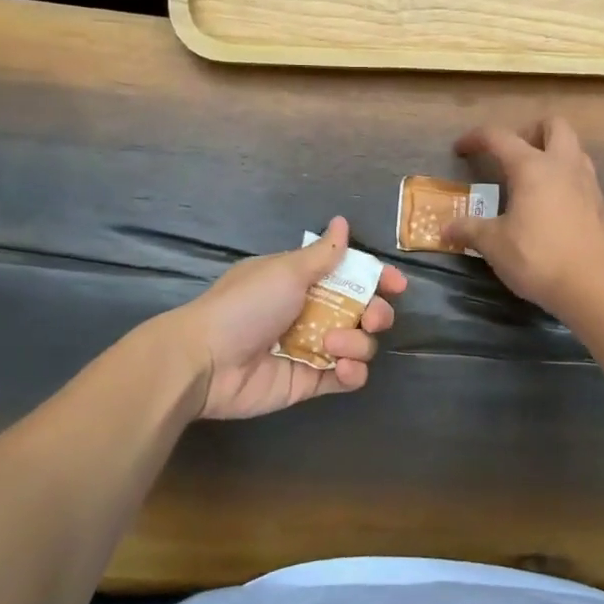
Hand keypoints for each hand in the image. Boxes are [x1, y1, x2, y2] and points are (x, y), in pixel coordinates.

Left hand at [174, 218, 405, 419]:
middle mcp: (312, 313)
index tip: (397, 285)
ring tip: (333, 344)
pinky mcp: (310, 382)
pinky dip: (353, 373)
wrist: (206, 361)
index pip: (351, 276)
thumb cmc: (246, 305)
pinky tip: (344, 368)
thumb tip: (342, 221)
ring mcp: (313, 349)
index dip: (377, 279)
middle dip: (377, 313)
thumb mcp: (286, 271)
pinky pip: (347, 378)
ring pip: (360, 344)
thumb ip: (323, 254)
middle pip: (364, 311)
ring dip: (358, 342)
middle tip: (372, 317)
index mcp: (304, 281)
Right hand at [444, 118, 603, 317]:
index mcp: (532, 167)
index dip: (476, 138)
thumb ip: (470, 230)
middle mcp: (564, 165)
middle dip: (530, 131)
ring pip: (573, 148)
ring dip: (552, 152)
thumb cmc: (538, 258)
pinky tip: (552, 205)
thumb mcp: (495, 245)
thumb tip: (447, 228)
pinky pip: (582, 176)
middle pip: (553, 124)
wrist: (595, 285)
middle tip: (511, 154)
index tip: (460, 149)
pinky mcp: (602, 204)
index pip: (499, 137)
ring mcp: (588, 183)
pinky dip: (565, 178)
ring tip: (532, 178)